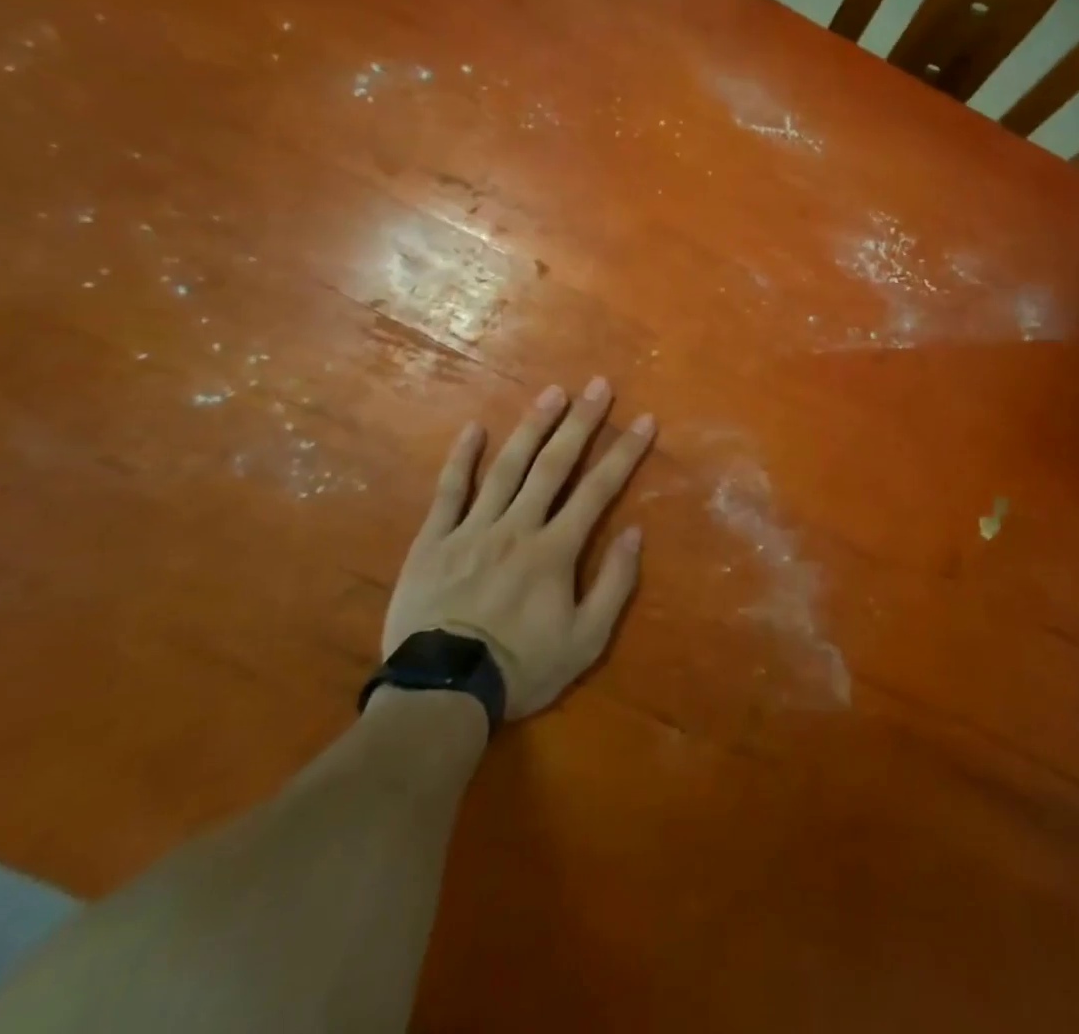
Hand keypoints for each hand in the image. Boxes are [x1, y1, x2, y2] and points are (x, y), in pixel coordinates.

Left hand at [382, 377, 655, 719]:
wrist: (441, 693)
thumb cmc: (520, 668)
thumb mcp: (585, 641)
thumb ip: (613, 584)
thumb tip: (635, 532)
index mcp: (554, 550)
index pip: (598, 490)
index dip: (624, 453)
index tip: (643, 420)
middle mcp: (517, 526)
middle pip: (553, 465)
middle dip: (581, 422)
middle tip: (598, 385)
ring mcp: (472, 529)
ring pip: (507, 467)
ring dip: (532, 427)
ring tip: (552, 392)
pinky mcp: (434, 540)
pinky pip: (449, 492)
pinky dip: (462, 458)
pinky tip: (475, 428)